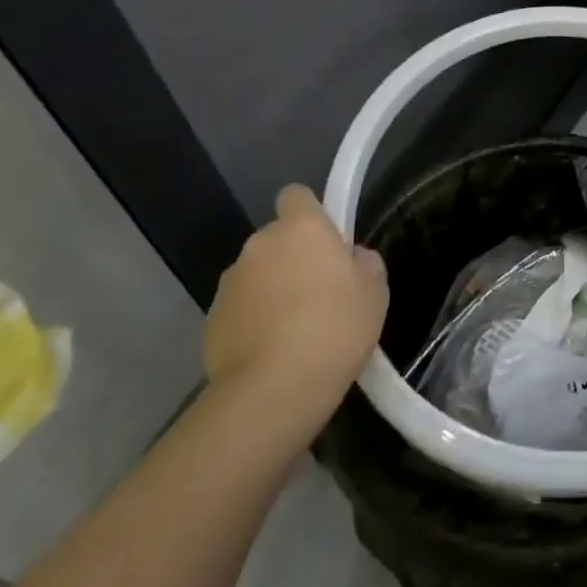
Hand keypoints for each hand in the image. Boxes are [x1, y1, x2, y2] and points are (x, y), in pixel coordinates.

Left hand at [204, 185, 388, 402]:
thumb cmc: (334, 328)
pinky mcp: (211, 321)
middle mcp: (259, 245)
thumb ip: (363, 263)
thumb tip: (349, 260)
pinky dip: (254, 322)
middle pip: (278, 240)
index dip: (311, 213)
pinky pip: (241, 309)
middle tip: (321, 294)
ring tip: (296, 331)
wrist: (273, 391)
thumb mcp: (375, 292)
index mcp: (300, 228)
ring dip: (273, 291)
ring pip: (258, 276)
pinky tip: (274, 353)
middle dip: (294, 259)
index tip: (327, 241)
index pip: (296, 195)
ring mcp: (230, 283)